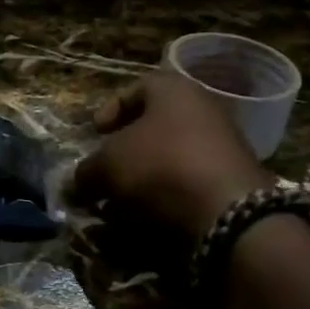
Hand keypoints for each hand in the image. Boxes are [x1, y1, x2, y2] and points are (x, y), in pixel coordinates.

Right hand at [72, 73, 267, 240]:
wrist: (228, 212)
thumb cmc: (160, 167)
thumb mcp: (108, 165)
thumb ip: (87, 171)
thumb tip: (77, 184)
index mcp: (174, 90)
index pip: (134, 90)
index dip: (108, 111)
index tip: (94, 134)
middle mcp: (202, 110)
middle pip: (153, 127)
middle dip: (124, 154)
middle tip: (105, 173)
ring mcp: (223, 147)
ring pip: (170, 159)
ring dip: (142, 181)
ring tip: (120, 205)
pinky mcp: (232, 183)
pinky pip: (189, 184)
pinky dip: (166, 198)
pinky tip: (148, 218)